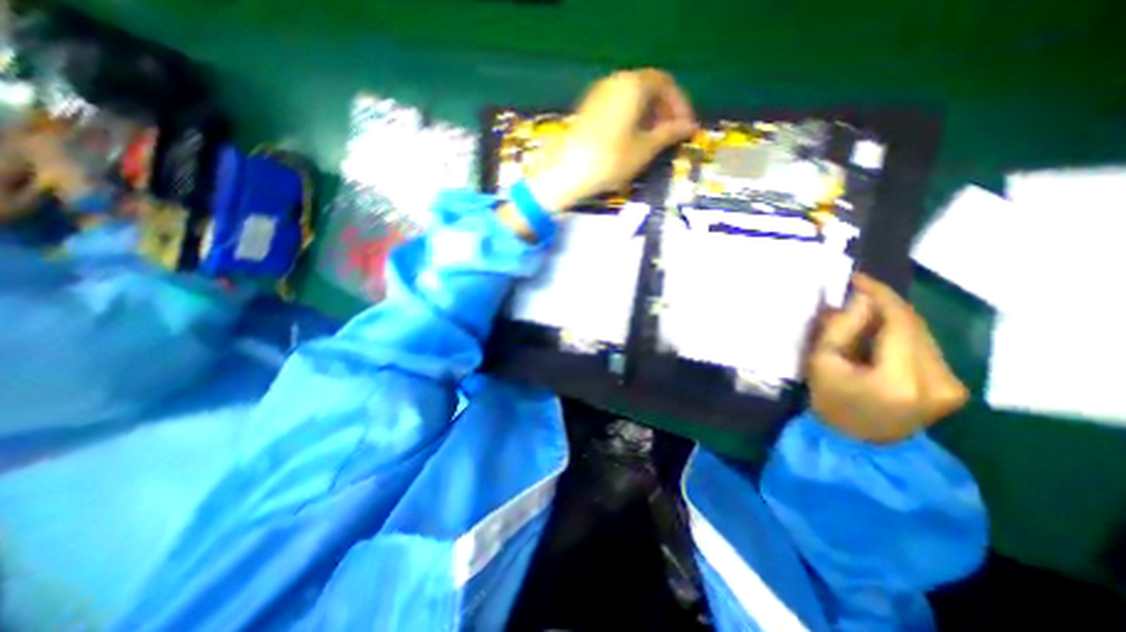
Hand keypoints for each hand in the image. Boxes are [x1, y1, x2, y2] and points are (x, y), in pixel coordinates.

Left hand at [527, 70, 696, 211]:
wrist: (566, 173)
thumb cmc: (610, 161)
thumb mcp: (644, 149)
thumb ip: (668, 134)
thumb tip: (689, 127)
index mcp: (633, 85)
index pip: (665, 84)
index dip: (680, 105)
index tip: (686, 128)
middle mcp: (615, 81)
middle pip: (648, 88)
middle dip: (663, 111)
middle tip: (670, 136)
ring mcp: (598, 94)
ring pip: (631, 98)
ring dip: (647, 116)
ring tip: (652, 142)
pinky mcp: (588, 109)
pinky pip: (617, 107)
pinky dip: (630, 120)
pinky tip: (630, 141)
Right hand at [810, 275, 966, 445]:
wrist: (856, 441)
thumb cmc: (830, 400)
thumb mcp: (823, 362)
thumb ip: (841, 328)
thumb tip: (860, 298)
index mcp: (899, 379)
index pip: (899, 323)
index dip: (879, 295)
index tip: (858, 278)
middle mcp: (938, 381)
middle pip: (914, 325)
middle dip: (884, 305)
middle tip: (855, 293)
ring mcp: (952, 386)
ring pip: (923, 333)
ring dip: (893, 318)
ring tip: (863, 313)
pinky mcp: (955, 387)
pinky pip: (926, 346)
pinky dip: (902, 333)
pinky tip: (879, 333)